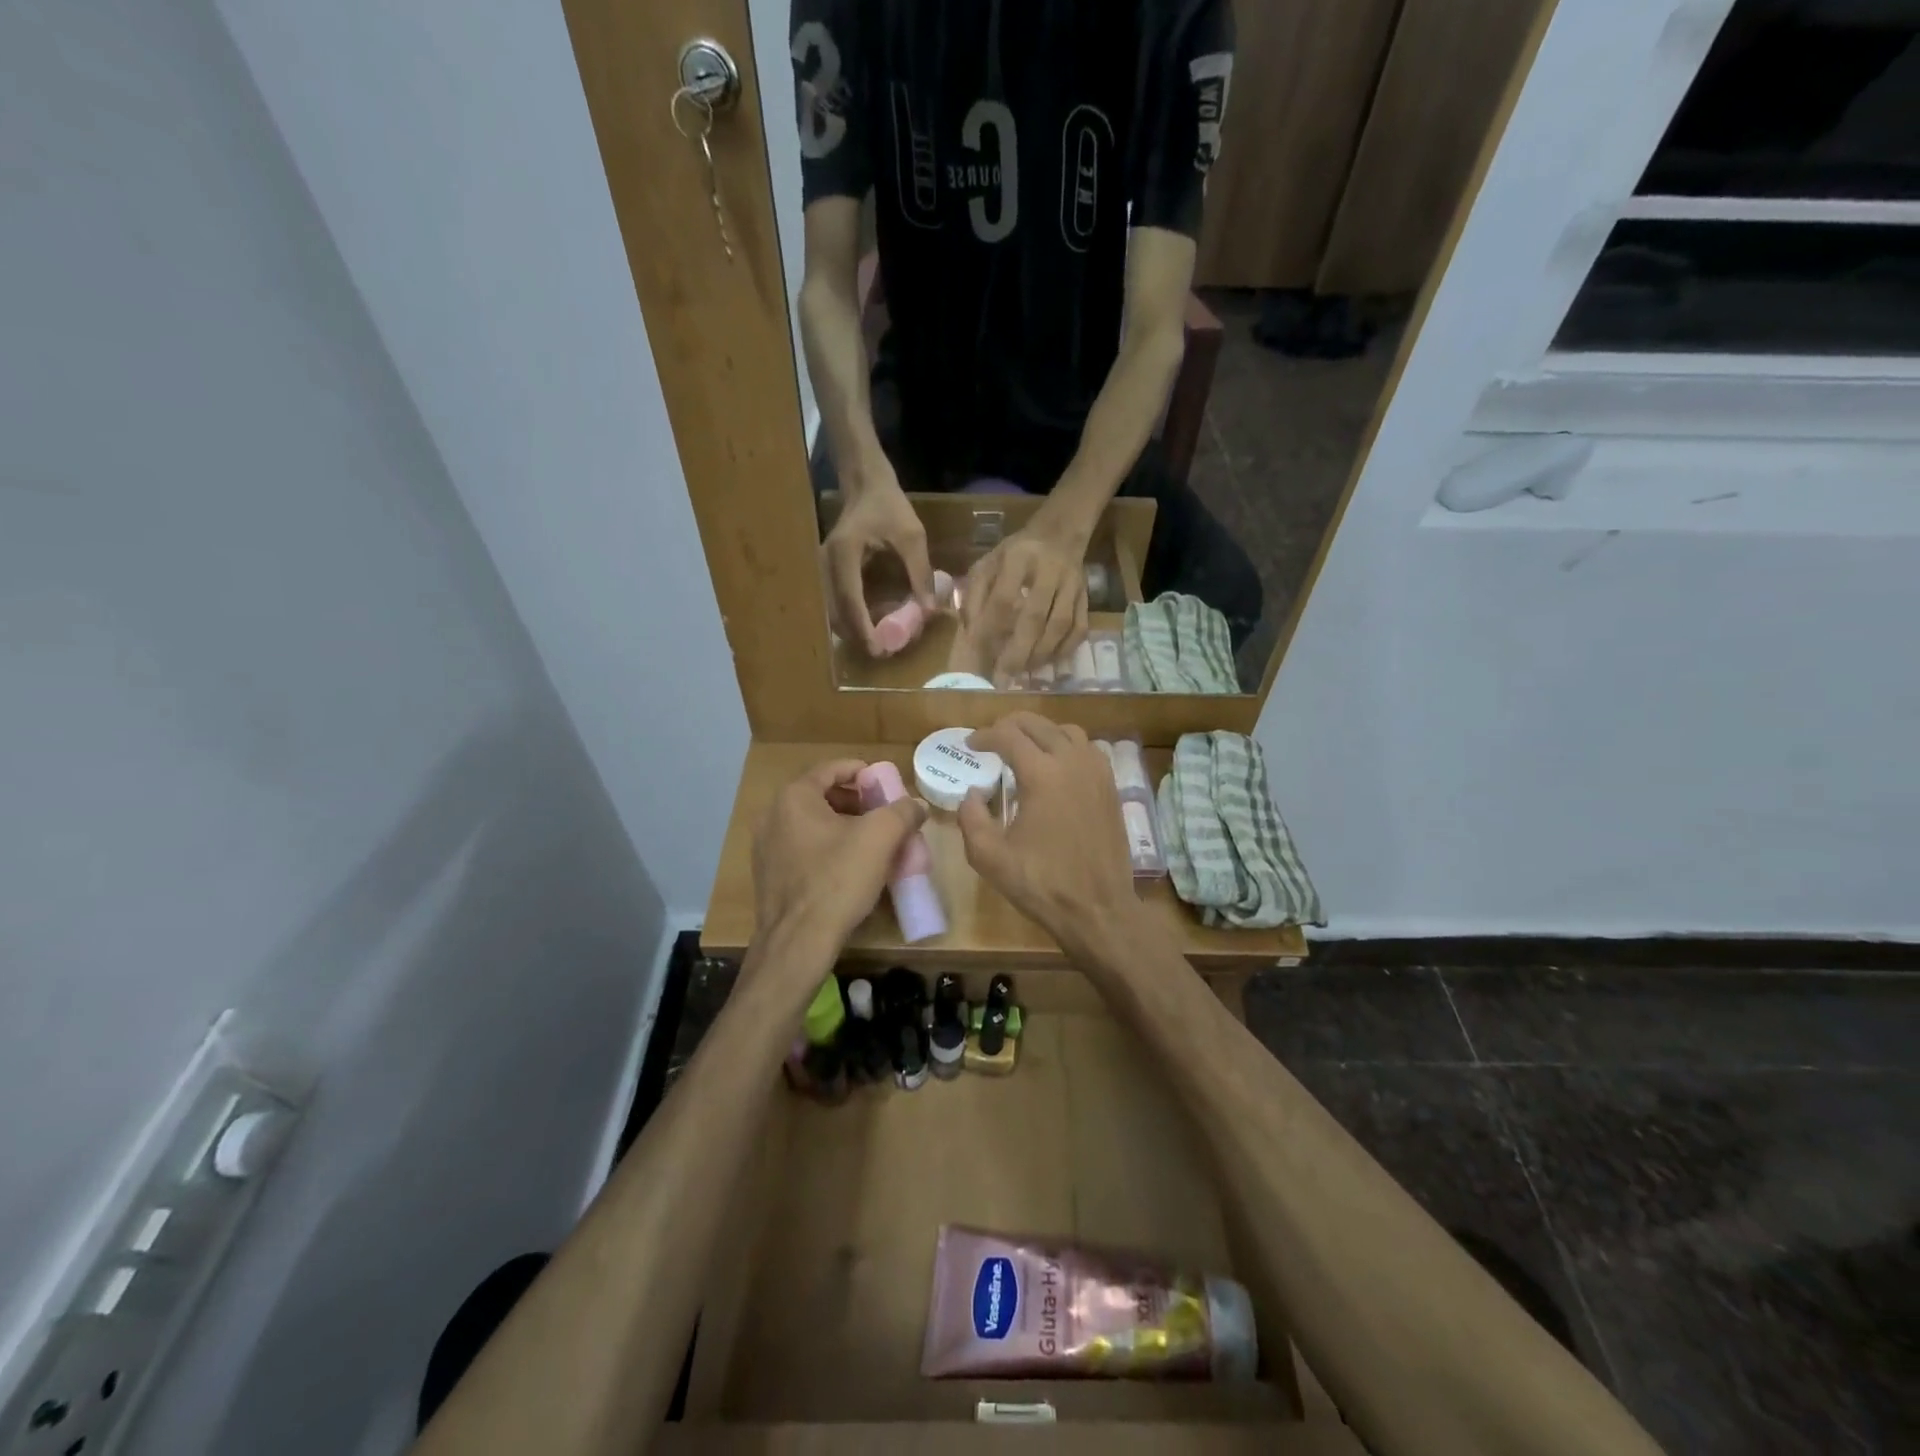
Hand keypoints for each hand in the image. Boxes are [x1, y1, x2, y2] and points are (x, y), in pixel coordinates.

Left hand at [753, 760, 928, 968]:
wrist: (798, 942)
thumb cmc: (837, 880)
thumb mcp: (880, 838)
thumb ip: (902, 811)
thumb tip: (915, 805)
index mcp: (794, 797)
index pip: (833, 768)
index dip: (864, 773)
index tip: (887, 786)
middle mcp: (773, 815)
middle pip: (822, 795)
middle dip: (857, 802)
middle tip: (884, 816)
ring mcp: (766, 847)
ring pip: (813, 824)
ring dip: (844, 827)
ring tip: (872, 844)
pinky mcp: (769, 875)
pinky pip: (803, 849)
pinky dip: (827, 848)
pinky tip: (849, 869)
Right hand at [822, 472, 934, 655]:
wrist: (866, 485)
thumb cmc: (889, 506)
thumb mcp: (912, 536)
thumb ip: (920, 572)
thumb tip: (929, 610)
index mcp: (844, 554)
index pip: (849, 599)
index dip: (862, 628)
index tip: (876, 650)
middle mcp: (826, 564)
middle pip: (836, 612)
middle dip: (858, 636)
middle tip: (884, 652)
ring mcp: (823, 570)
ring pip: (833, 611)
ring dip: (854, 630)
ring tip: (881, 642)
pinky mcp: (828, 574)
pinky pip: (836, 603)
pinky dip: (852, 619)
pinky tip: (872, 626)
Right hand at [957, 714, 1140, 958]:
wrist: (1098, 909)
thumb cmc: (1042, 883)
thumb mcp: (990, 857)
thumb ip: (971, 818)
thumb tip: (971, 794)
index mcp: (1042, 774)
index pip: (1008, 735)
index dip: (984, 735)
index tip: (970, 745)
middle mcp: (1072, 762)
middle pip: (1038, 724)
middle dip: (1010, 725)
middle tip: (991, 740)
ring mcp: (1097, 772)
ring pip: (1067, 731)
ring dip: (1041, 732)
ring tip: (1024, 749)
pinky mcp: (1111, 787)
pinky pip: (1088, 749)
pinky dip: (1066, 746)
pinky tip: (1055, 767)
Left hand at [963, 520, 1089, 686]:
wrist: (1058, 534)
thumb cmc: (1014, 555)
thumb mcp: (987, 563)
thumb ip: (973, 594)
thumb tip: (969, 631)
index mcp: (1018, 557)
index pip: (1003, 598)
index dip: (991, 629)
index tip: (981, 654)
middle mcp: (1049, 569)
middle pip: (1035, 617)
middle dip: (1018, 651)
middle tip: (1003, 676)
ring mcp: (1072, 584)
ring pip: (1060, 626)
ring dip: (1040, 654)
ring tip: (1022, 672)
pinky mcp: (1087, 597)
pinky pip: (1079, 629)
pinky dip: (1064, 650)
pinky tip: (1047, 662)